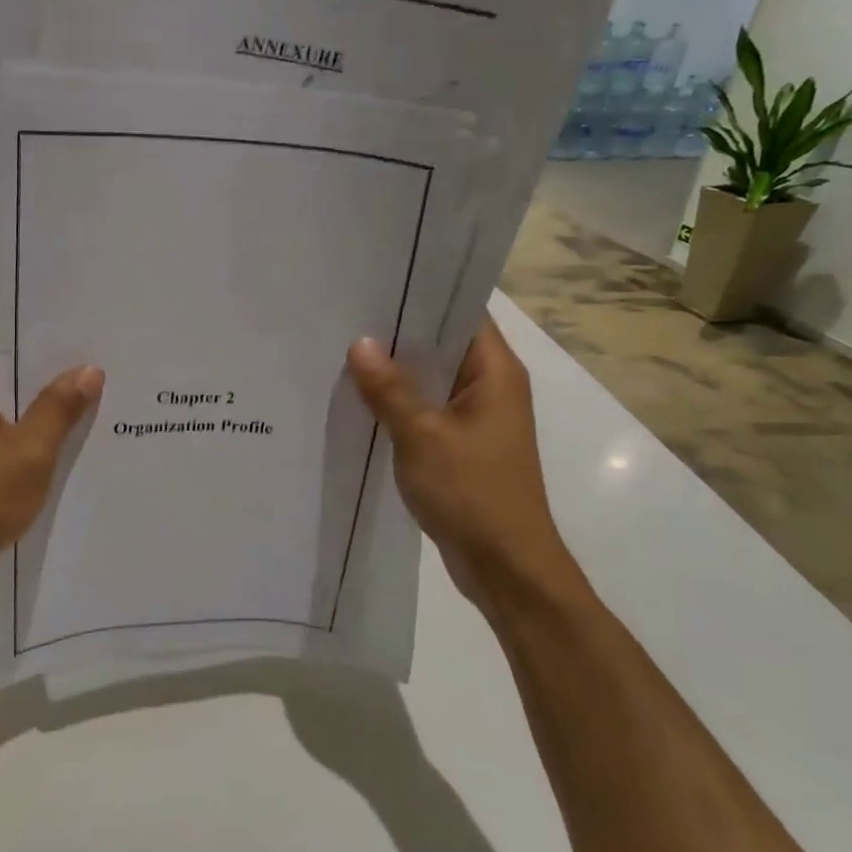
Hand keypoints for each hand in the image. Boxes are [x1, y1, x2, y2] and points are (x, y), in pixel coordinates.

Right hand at [347, 316, 588, 617]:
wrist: (506, 566)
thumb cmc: (471, 492)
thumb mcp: (422, 436)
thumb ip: (389, 389)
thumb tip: (361, 343)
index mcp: (495, 372)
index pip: (462, 313)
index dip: (422, 296)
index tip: (376, 285)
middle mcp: (492, 387)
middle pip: (444, 345)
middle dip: (399, 335)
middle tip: (347, 317)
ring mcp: (478, 418)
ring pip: (433, 381)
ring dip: (397, 373)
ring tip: (345, 353)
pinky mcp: (464, 446)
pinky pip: (429, 412)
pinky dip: (400, 405)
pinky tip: (362, 402)